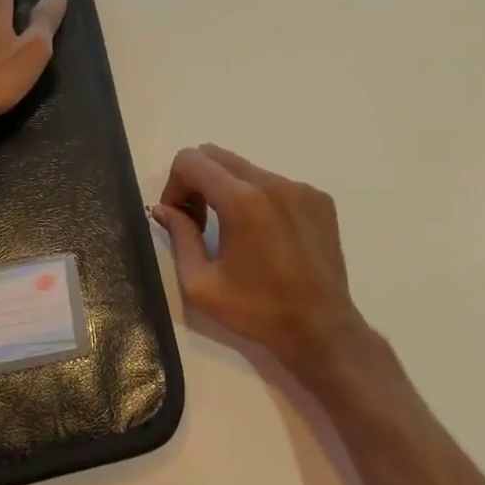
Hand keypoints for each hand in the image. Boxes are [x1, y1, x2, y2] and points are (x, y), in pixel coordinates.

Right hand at [155, 144, 385, 387]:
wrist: (321, 328)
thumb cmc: (257, 310)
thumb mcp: (201, 284)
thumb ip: (179, 237)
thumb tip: (163, 208)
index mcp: (242, 200)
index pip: (191, 160)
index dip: (175, 185)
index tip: (181, 218)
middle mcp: (273, 182)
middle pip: (218, 156)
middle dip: (198, 182)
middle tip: (201, 223)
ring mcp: (301, 188)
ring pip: (248, 169)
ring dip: (230, 191)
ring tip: (236, 232)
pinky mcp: (320, 198)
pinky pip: (277, 183)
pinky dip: (261, 199)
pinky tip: (268, 236)